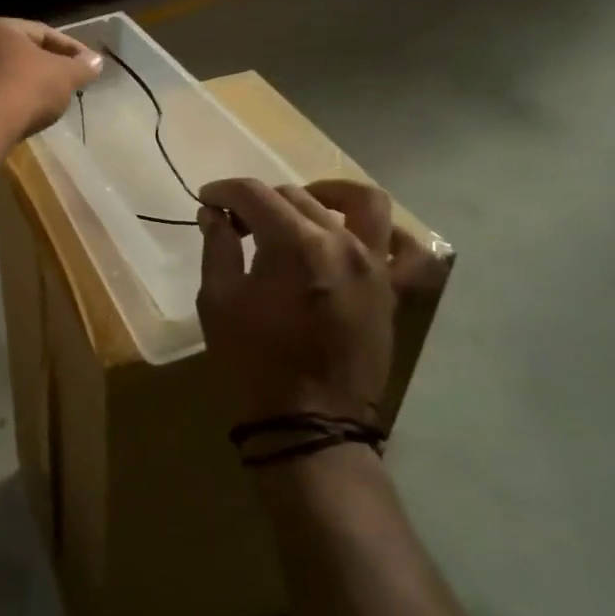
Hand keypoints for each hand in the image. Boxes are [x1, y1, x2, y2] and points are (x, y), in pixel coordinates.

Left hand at [0, 18, 101, 138]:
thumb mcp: (65, 75)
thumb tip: (96, 61)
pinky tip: (24, 114)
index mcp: (2, 28)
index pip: (44, 32)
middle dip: (47, 66)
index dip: (71, 48)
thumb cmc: (28, 87)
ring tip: (49, 101)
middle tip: (69, 81)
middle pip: (22, 53)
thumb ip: (82, 67)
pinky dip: (10, 101)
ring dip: (27, 84)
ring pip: (5, 75)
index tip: (88, 64)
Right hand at [196, 179, 439, 427]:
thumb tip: (215, 213)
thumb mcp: (218, 302)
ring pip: (360, 202)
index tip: (207, 200)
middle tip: (237, 221)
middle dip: (260, 201)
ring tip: (302, 208)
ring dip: (326, 194)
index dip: (225, 191)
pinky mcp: (392, 290)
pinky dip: (387, 234)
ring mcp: (374, 265)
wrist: (309, 425)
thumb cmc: (253, 363)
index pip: (255, 194)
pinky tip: (359, 236)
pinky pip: (407, 250)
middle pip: (296, 196)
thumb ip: (218, 246)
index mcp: (294, 244)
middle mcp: (341, 242)